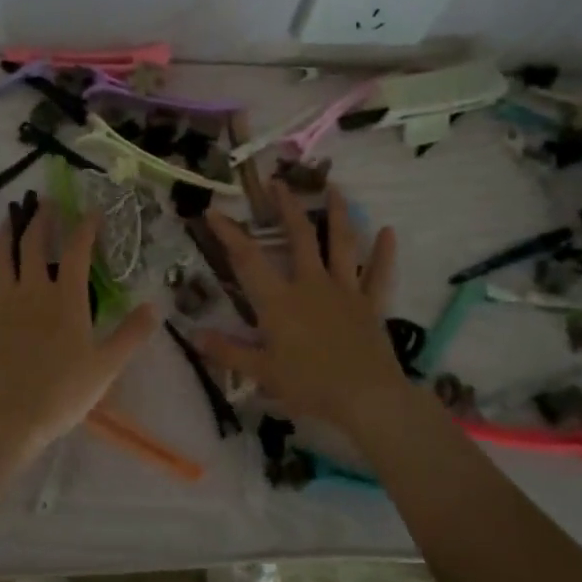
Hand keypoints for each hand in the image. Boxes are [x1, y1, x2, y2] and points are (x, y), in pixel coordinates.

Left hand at [0, 202, 159, 448]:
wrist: (11, 415)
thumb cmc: (63, 391)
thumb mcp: (107, 366)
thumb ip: (131, 334)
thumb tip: (153, 307)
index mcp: (66, 299)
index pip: (78, 251)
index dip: (86, 227)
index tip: (92, 211)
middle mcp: (33, 291)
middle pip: (34, 244)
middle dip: (42, 218)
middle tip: (47, 201)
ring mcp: (4, 303)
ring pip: (3, 256)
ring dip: (9, 233)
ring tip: (12, 218)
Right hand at [195, 184, 406, 431]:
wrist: (367, 398)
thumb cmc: (310, 385)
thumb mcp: (262, 373)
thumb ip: (227, 352)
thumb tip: (193, 334)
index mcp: (279, 301)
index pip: (247, 260)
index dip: (228, 234)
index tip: (213, 211)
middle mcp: (311, 285)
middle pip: (299, 237)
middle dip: (287, 207)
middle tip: (278, 182)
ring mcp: (344, 291)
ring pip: (341, 245)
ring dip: (338, 215)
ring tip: (335, 188)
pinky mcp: (370, 305)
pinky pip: (379, 275)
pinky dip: (384, 254)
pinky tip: (388, 231)